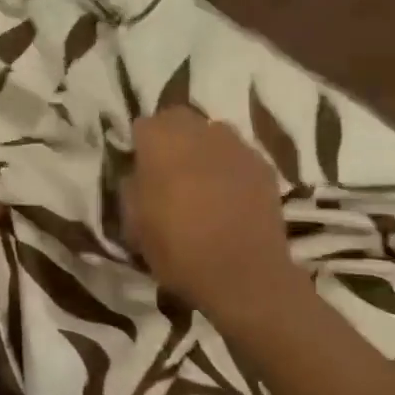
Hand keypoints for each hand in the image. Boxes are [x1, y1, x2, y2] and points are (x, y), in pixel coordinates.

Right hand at [123, 108, 305, 327]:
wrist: (244, 275)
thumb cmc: (178, 249)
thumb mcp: (134, 223)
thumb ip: (132, 187)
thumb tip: (137, 173)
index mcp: (161, 142)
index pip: (143, 125)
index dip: (139, 145)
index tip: (138, 168)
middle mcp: (199, 132)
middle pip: (178, 119)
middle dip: (170, 137)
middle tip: (166, 169)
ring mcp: (236, 146)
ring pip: (211, 133)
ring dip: (201, 148)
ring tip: (199, 180)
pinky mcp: (263, 166)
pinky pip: (237, 154)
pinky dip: (228, 166)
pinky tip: (227, 194)